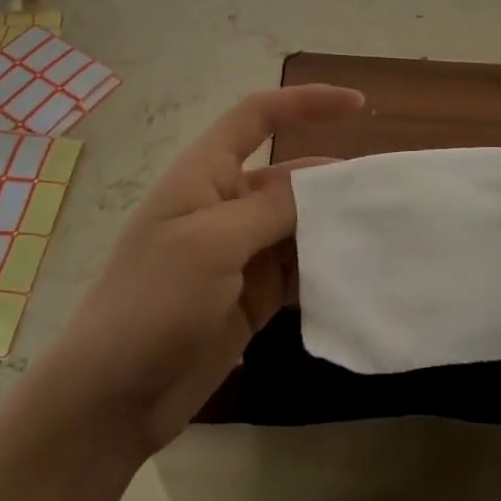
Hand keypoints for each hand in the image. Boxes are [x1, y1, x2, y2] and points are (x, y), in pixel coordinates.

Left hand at [45, 85, 362, 454]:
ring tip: (385, 232)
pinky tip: (360, 273)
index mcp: (205, 174)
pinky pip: (298, 269)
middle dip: (334, 179)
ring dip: (335, 227)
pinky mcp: (252, 296)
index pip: (257, 117)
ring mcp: (240, 253)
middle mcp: (225, 205)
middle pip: (289, 176)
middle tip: (387, 193)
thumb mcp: (211, 243)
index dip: (305, 102)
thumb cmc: (152, 302)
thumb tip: (320, 185)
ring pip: (300, 225)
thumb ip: (270, 208)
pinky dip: (326, 268)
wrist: (112, 398)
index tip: (358, 105)